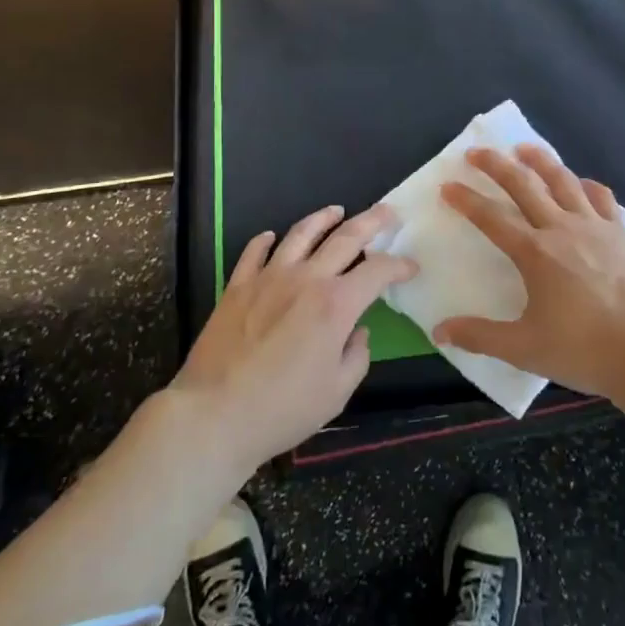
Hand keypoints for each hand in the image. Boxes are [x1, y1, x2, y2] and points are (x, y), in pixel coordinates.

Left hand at [172, 205, 413, 468]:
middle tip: (386, 212)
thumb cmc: (283, 409)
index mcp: (336, 304)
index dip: (398, 265)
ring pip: (301, 233)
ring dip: (323, 218)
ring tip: (336, 211)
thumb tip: (356, 332)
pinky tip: (272, 237)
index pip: (378, 270)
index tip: (410, 267)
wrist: (214, 415)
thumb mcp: (337, 393)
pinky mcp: (238, 286)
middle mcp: (306, 279)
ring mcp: (269, 277)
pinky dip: (266, 240)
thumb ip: (357, 356)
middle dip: (371, 221)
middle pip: (345, 237)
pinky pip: (254, 251)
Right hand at [433, 147, 624, 406]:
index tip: (448, 186)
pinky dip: (585, 185)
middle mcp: (561, 228)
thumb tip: (440, 332)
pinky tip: (580, 183)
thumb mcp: (524, 348)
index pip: (491, 218)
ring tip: (524, 148)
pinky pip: (600, 197)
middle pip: (524, 185)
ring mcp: (594, 226)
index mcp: (534, 253)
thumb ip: (480, 336)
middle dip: (496, 165)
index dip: (466, 200)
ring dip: (540, 160)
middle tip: (477, 151)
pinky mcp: (619, 233)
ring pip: (562, 180)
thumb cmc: (582, 350)